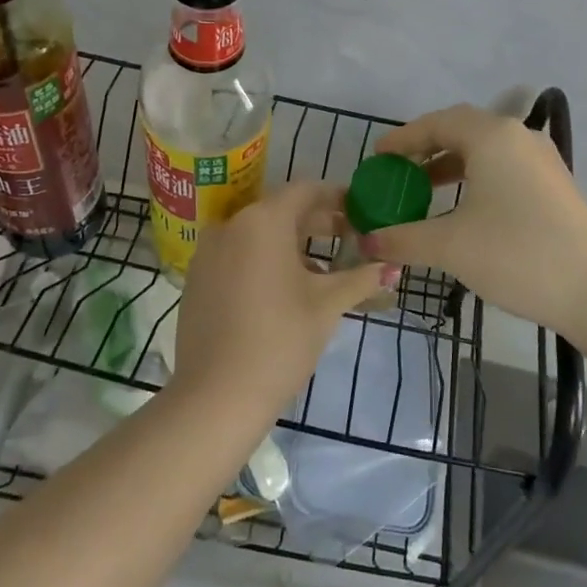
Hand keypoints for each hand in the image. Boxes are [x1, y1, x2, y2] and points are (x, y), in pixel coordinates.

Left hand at [170, 181, 391, 413]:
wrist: (216, 396)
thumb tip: (390, 267)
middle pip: (281, 211)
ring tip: (323, 271)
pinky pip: (237, 255)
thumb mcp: (327, 306)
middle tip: (350, 239)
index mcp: (263, 220)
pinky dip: (263, 261)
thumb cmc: (280, 340)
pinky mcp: (196, 279)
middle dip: (317, 223)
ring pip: (258, 235)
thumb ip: (360, 279)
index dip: (336, 197)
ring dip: (291, 244)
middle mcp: (231, 225)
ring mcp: (208, 252)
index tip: (359, 210)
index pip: (305, 191)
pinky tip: (285, 290)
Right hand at [361, 104, 586, 342]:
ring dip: (451, 164)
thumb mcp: (450, 246)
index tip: (377, 157)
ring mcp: (542, 160)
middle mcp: (519, 137)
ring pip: (486, 149)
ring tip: (425, 190)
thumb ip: (402, 238)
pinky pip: (505, 167)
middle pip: (462, 130)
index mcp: (492, 137)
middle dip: (426, 148)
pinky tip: (465, 208)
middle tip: (398, 171)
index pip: (437, 123)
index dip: (403, 138)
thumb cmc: (516, 255)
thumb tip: (365, 243)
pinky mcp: (556, 184)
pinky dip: (477, 177)